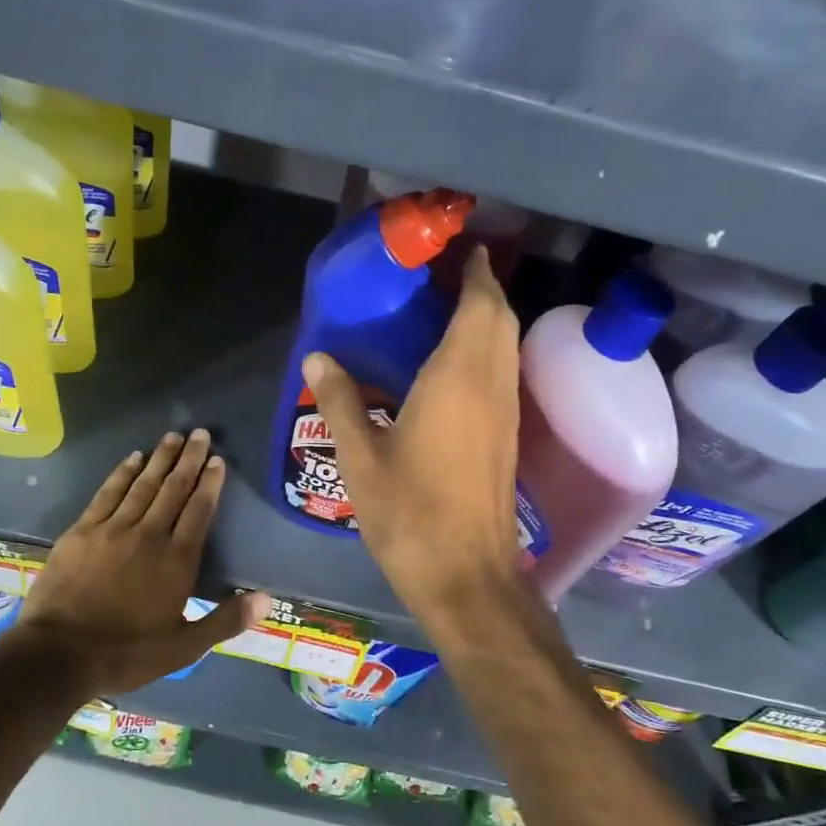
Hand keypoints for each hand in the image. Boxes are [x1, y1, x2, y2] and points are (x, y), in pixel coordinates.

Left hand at [15, 429, 267, 693]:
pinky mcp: (82, 531)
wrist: (58, 655)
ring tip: (173, 436)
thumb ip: (226, 620)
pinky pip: (108, 493)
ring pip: (143, 485)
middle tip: (201, 434)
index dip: (210, 483)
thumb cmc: (126, 653)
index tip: (218, 460)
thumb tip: (267, 600)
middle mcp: (149, 535)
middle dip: (190, 459)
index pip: (199, 510)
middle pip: (174, 489)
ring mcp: (112, 529)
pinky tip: (133, 458)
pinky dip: (122, 473)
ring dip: (160, 458)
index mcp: (177, 560)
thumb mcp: (184, 647)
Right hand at [300, 246, 521, 622]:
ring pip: (507, 348)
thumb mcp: (361, 458)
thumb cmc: (410, 514)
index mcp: (457, 380)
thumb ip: (341, 402)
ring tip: (452, 309)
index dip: (477, 274)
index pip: (480, 307)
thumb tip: (318, 358)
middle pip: (501, 321)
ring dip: (490, 320)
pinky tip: (456, 365)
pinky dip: (489, 351)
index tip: (466, 249)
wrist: (466, 575)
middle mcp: (491, 387)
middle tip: (450, 275)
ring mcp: (506, 414)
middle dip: (484, 290)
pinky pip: (504, 374)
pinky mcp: (508, 438)